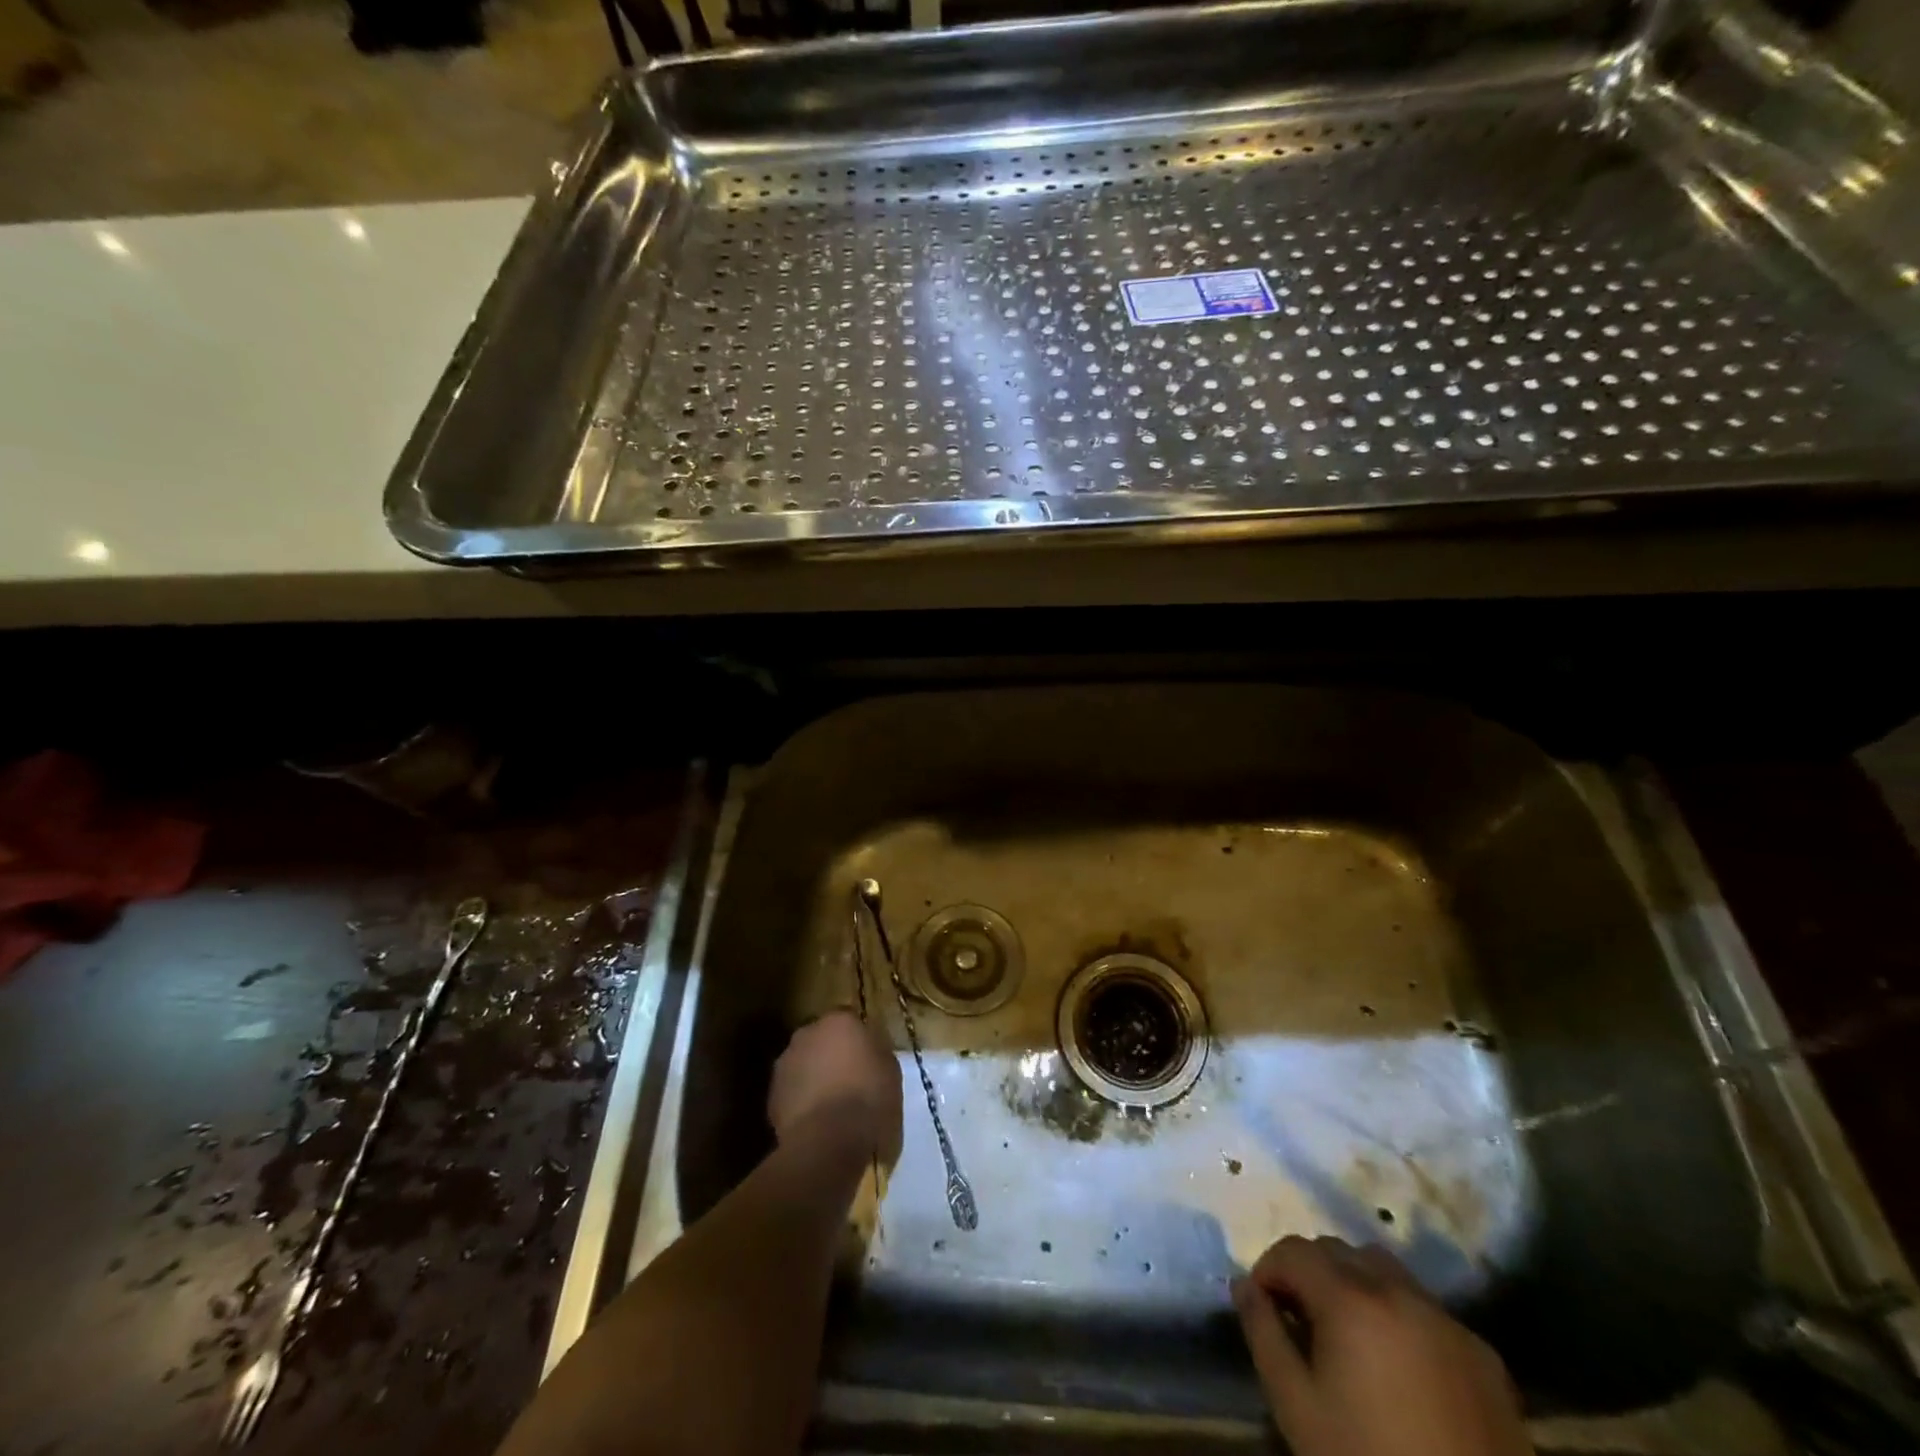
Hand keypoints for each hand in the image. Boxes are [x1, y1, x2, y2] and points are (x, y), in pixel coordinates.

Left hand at [767, 1009, 902, 1164]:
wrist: (828, 1142)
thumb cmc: (869, 1100)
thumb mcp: (891, 1070)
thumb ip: (876, 1051)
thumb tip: (868, 1049)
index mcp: (839, 1021)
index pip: (849, 1021)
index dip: (858, 1040)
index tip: (867, 1059)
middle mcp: (807, 1033)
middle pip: (821, 1039)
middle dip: (831, 1054)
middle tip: (848, 1079)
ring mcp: (785, 1063)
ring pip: (803, 1064)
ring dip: (813, 1076)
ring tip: (830, 1104)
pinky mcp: (771, 1095)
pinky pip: (791, 1092)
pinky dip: (801, 1101)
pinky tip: (815, 1122)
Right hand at [1233, 1236, 1531, 1455]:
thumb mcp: (1296, 1406)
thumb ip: (1263, 1333)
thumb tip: (1243, 1285)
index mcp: (1352, 1298)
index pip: (1294, 1250)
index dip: (1268, 1270)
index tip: (1263, 1307)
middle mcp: (1401, 1291)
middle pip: (1339, 1251)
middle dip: (1310, 1273)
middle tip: (1300, 1320)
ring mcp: (1448, 1321)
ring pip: (1386, 1270)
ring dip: (1356, 1285)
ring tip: (1349, 1335)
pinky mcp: (1485, 1357)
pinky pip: (1428, 1310)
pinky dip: (1401, 1317)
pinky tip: (1400, 1367)